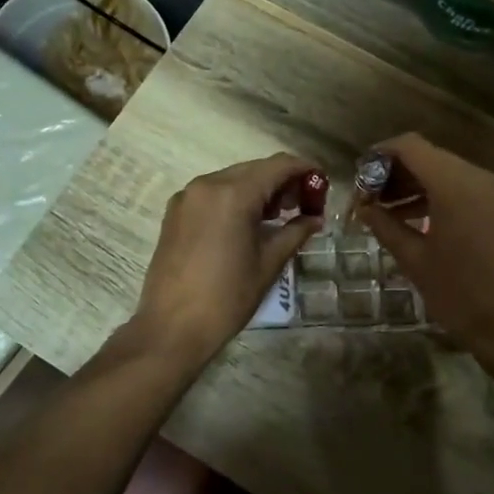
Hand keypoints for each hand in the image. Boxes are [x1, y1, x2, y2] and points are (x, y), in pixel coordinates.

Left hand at [128, 154, 320, 368]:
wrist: (172, 327)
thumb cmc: (226, 297)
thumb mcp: (268, 264)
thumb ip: (294, 232)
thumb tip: (315, 218)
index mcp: (233, 194)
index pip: (278, 166)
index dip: (304, 169)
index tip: (322, 182)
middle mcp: (207, 184)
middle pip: (254, 169)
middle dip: (282, 181)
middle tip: (303, 204)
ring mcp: (187, 197)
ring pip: (232, 179)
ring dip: (258, 189)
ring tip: (278, 216)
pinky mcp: (175, 212)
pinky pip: (212, 193)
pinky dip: (234, 198)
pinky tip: (247, 222)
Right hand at [353, 134, 493, 358]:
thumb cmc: (457, 293)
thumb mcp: (413, 259)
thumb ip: (385, 225)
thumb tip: (363, 207)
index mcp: (455, 187)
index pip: (412, 147)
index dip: (382, 154)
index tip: (361, 174)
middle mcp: (480, 179)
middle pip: (431, 157)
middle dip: (398, 172)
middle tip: (371, 196)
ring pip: (449, 172)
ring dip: (418, 184)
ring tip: (388, 210)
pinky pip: (467, 188)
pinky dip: (441, 195)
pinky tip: (419, 219)